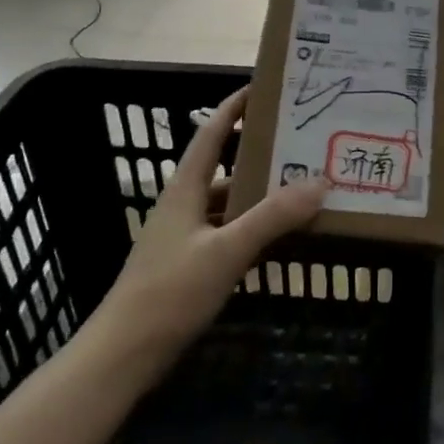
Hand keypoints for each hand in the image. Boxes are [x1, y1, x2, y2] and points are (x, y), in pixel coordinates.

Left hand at [88, 86, 326, 384]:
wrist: (123, 355)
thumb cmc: (170, 292)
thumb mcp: (227, 250)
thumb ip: (273, 216)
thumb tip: (320, 182)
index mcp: (185, 188)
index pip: (210, 132)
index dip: (233, 107)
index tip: (263, 87)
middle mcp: (184, 203)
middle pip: (223, 164)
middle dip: (258, 150)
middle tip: (298, 140)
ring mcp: (184, 235)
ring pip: (227, 200)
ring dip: (258, 191)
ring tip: (299, 185)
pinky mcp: (188, 263)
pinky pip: (227, 230)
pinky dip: (252, 225)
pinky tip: (278, 234)